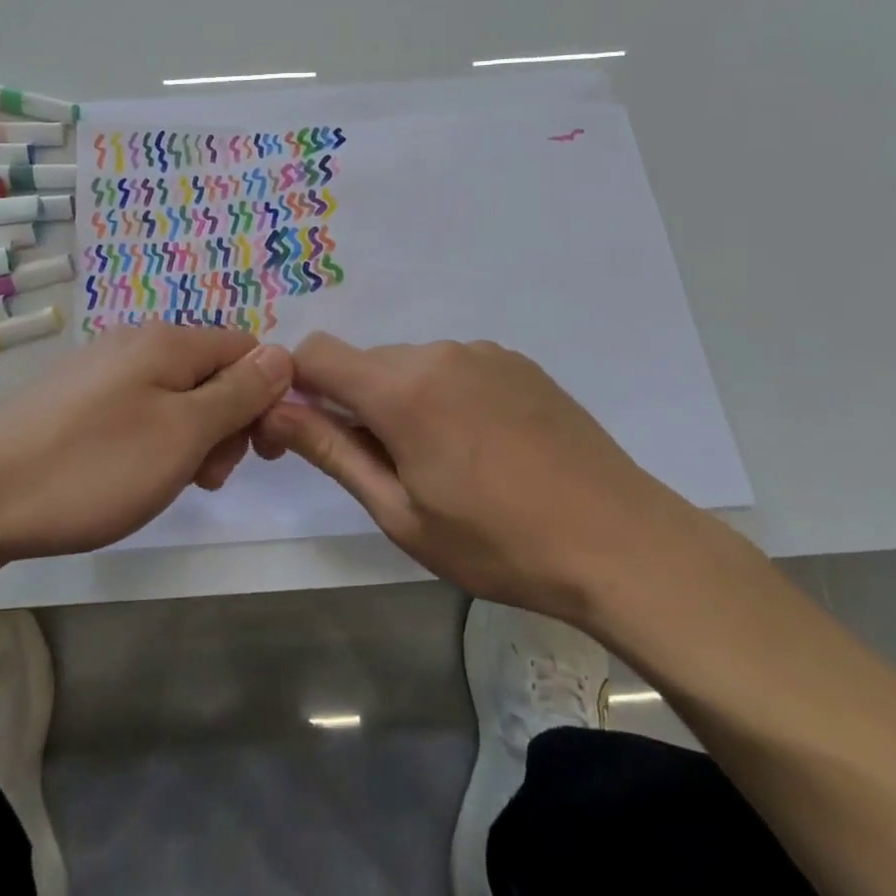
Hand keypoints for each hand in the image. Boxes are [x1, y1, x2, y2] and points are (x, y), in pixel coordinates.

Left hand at [0, 323, 293, 562]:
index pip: (247, 349)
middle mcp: (136, 341)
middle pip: (212, 372)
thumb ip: (239, 392)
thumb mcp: (184, 434)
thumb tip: (284, 354)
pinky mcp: (74, 398)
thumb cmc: (93, 467)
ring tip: (167, 484)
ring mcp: (100, 368)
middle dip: (225, 424)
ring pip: (175, 395)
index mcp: (168, 341)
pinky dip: (152, 441)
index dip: (265, 397)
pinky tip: (129, 476)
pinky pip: (138, 409)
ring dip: (190, 438)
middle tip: (206, 478)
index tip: (258, 452)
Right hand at [252, 334, 712, 623]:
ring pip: (409, 366)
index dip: (295, 387)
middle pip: (364, 363)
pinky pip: (454, 368)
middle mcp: (438, 352)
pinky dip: (443, 397)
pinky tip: (482, 447)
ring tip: (442, 464)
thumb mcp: (400, 512)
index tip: (304, 435)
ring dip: (401, 402)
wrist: (620, 541)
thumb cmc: (498, 543)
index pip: (315, 353)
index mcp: (401, 388)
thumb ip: (331, 450)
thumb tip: (274, 410)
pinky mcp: (517, 362)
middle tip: (380, 469)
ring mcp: (483, 352)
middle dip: (352, 404)